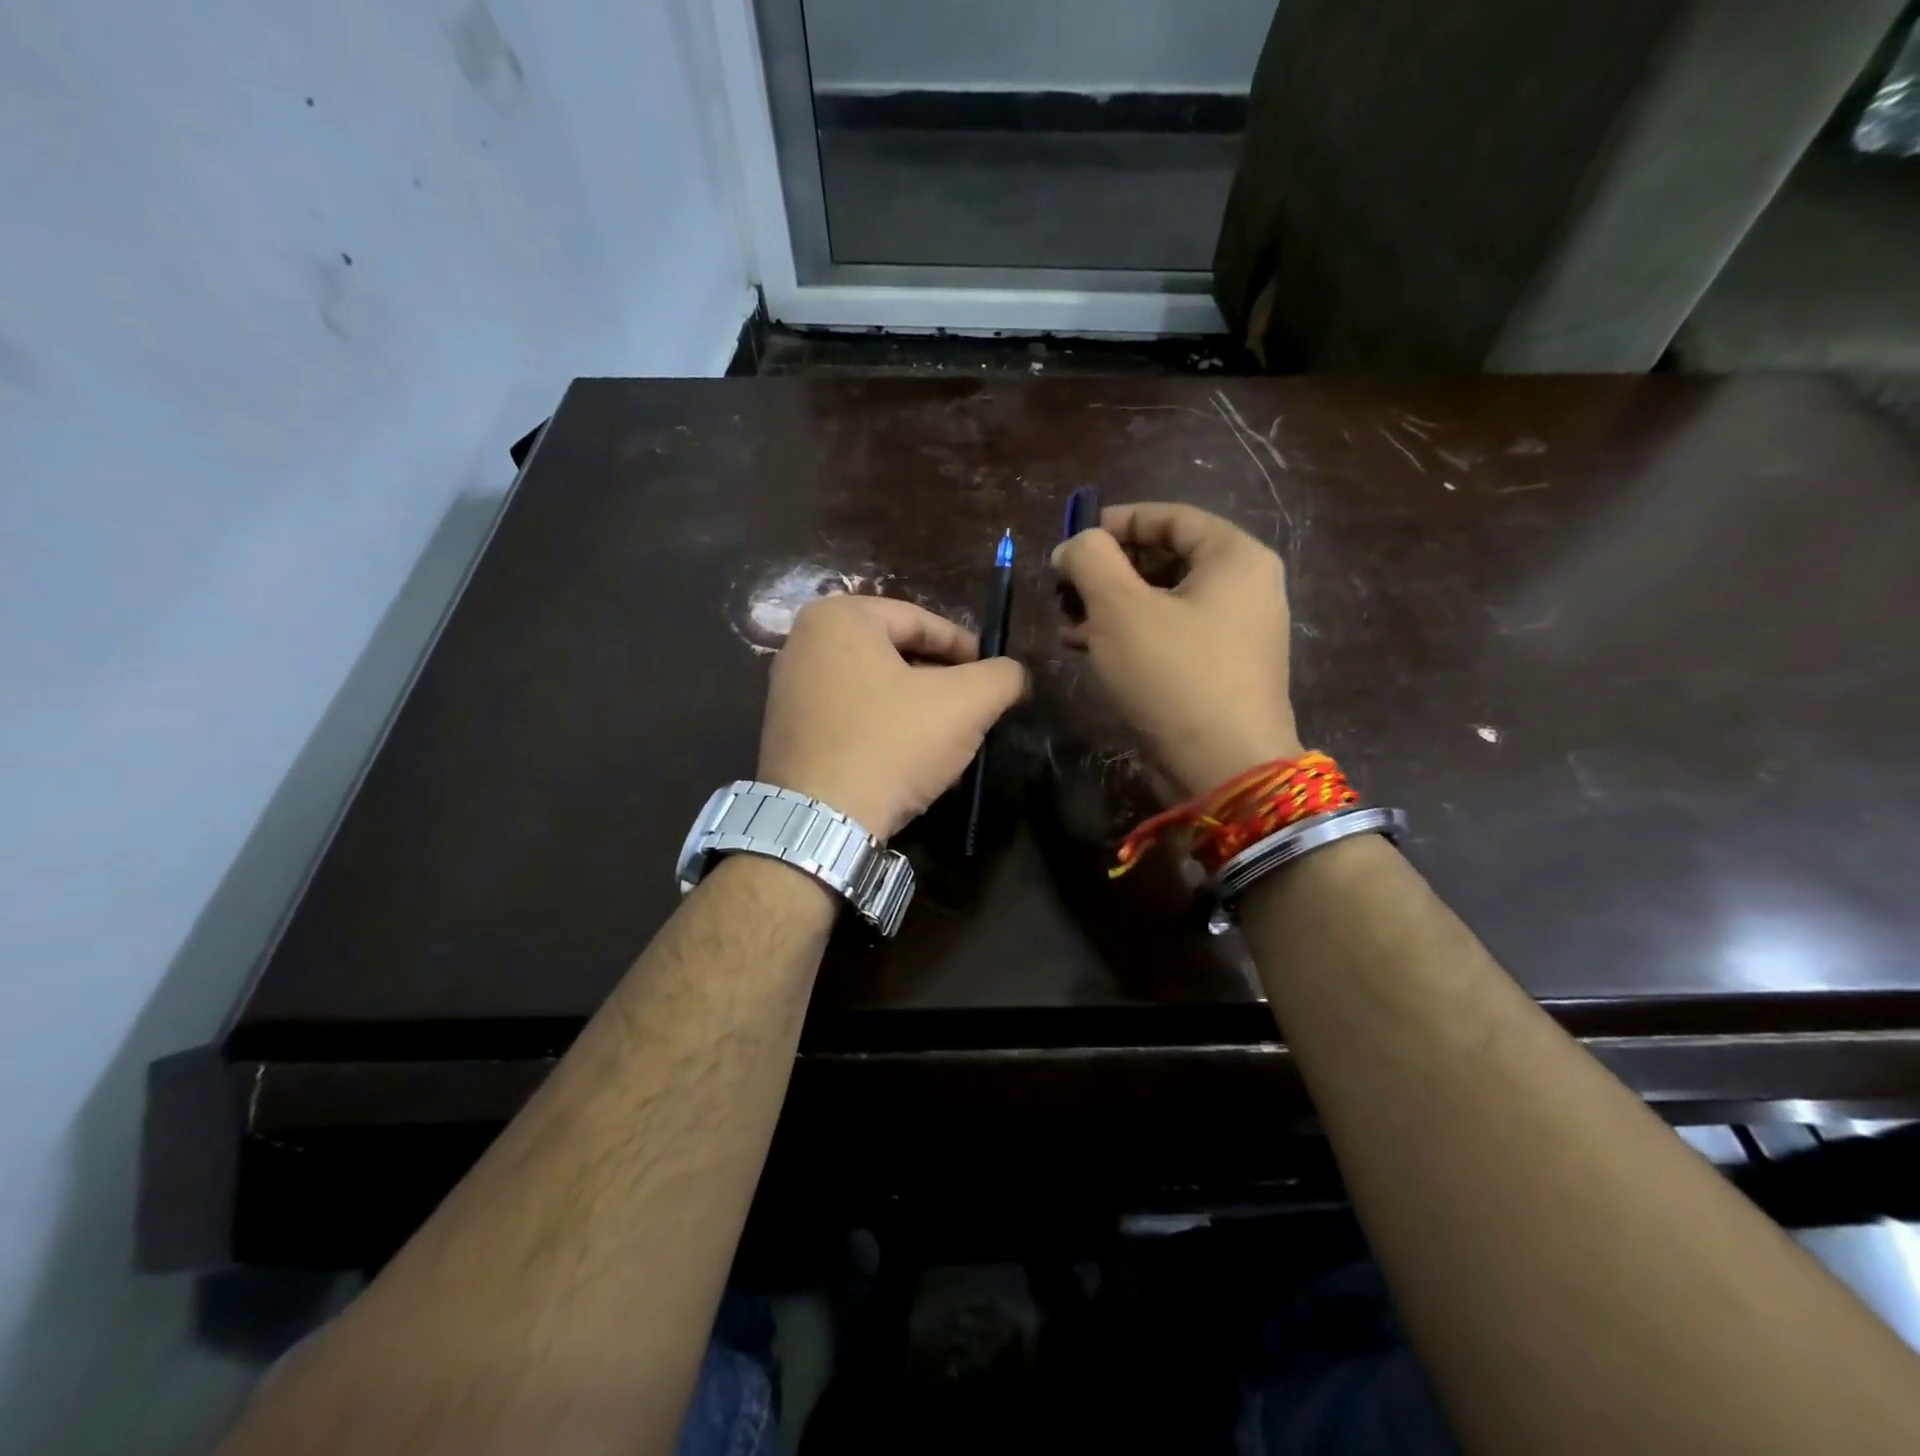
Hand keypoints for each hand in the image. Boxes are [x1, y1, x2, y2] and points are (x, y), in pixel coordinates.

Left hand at [759, 594, 1027, 839]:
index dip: (965, 647)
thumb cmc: (892, 743)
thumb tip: (1013, 674)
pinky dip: (882, 727)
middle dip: (939, 679)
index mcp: (840, 617)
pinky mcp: (785, 732)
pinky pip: (848, 716)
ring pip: (872, 686)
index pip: (920, 620)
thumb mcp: (965, 703)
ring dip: (914, 707)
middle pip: (894, 652)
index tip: (991, 675)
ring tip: (947, 737)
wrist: (821, 823)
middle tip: (973, 707)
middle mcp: (803, 642)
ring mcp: (787, 689)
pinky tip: (907, 758)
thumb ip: (1001, 676)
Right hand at [1053, 502, 1300, 795]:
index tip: (1072, 540)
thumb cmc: (1174, 676)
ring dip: (1111, 606)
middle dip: (1108, 571)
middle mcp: (1245, 587)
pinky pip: (1171, 635)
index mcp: (1235, 557)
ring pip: (1164, 601)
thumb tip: (1074, 546)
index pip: (1171, 517)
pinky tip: (1089, 649)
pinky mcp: (1221, 670)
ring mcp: (1237, 632)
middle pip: (1166, 559)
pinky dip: (1131, 635)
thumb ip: (1090, 560)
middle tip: (1064, 588)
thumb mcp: (1120, 609)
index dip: (1116, 522)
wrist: (1223, 768)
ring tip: (1066, 623)